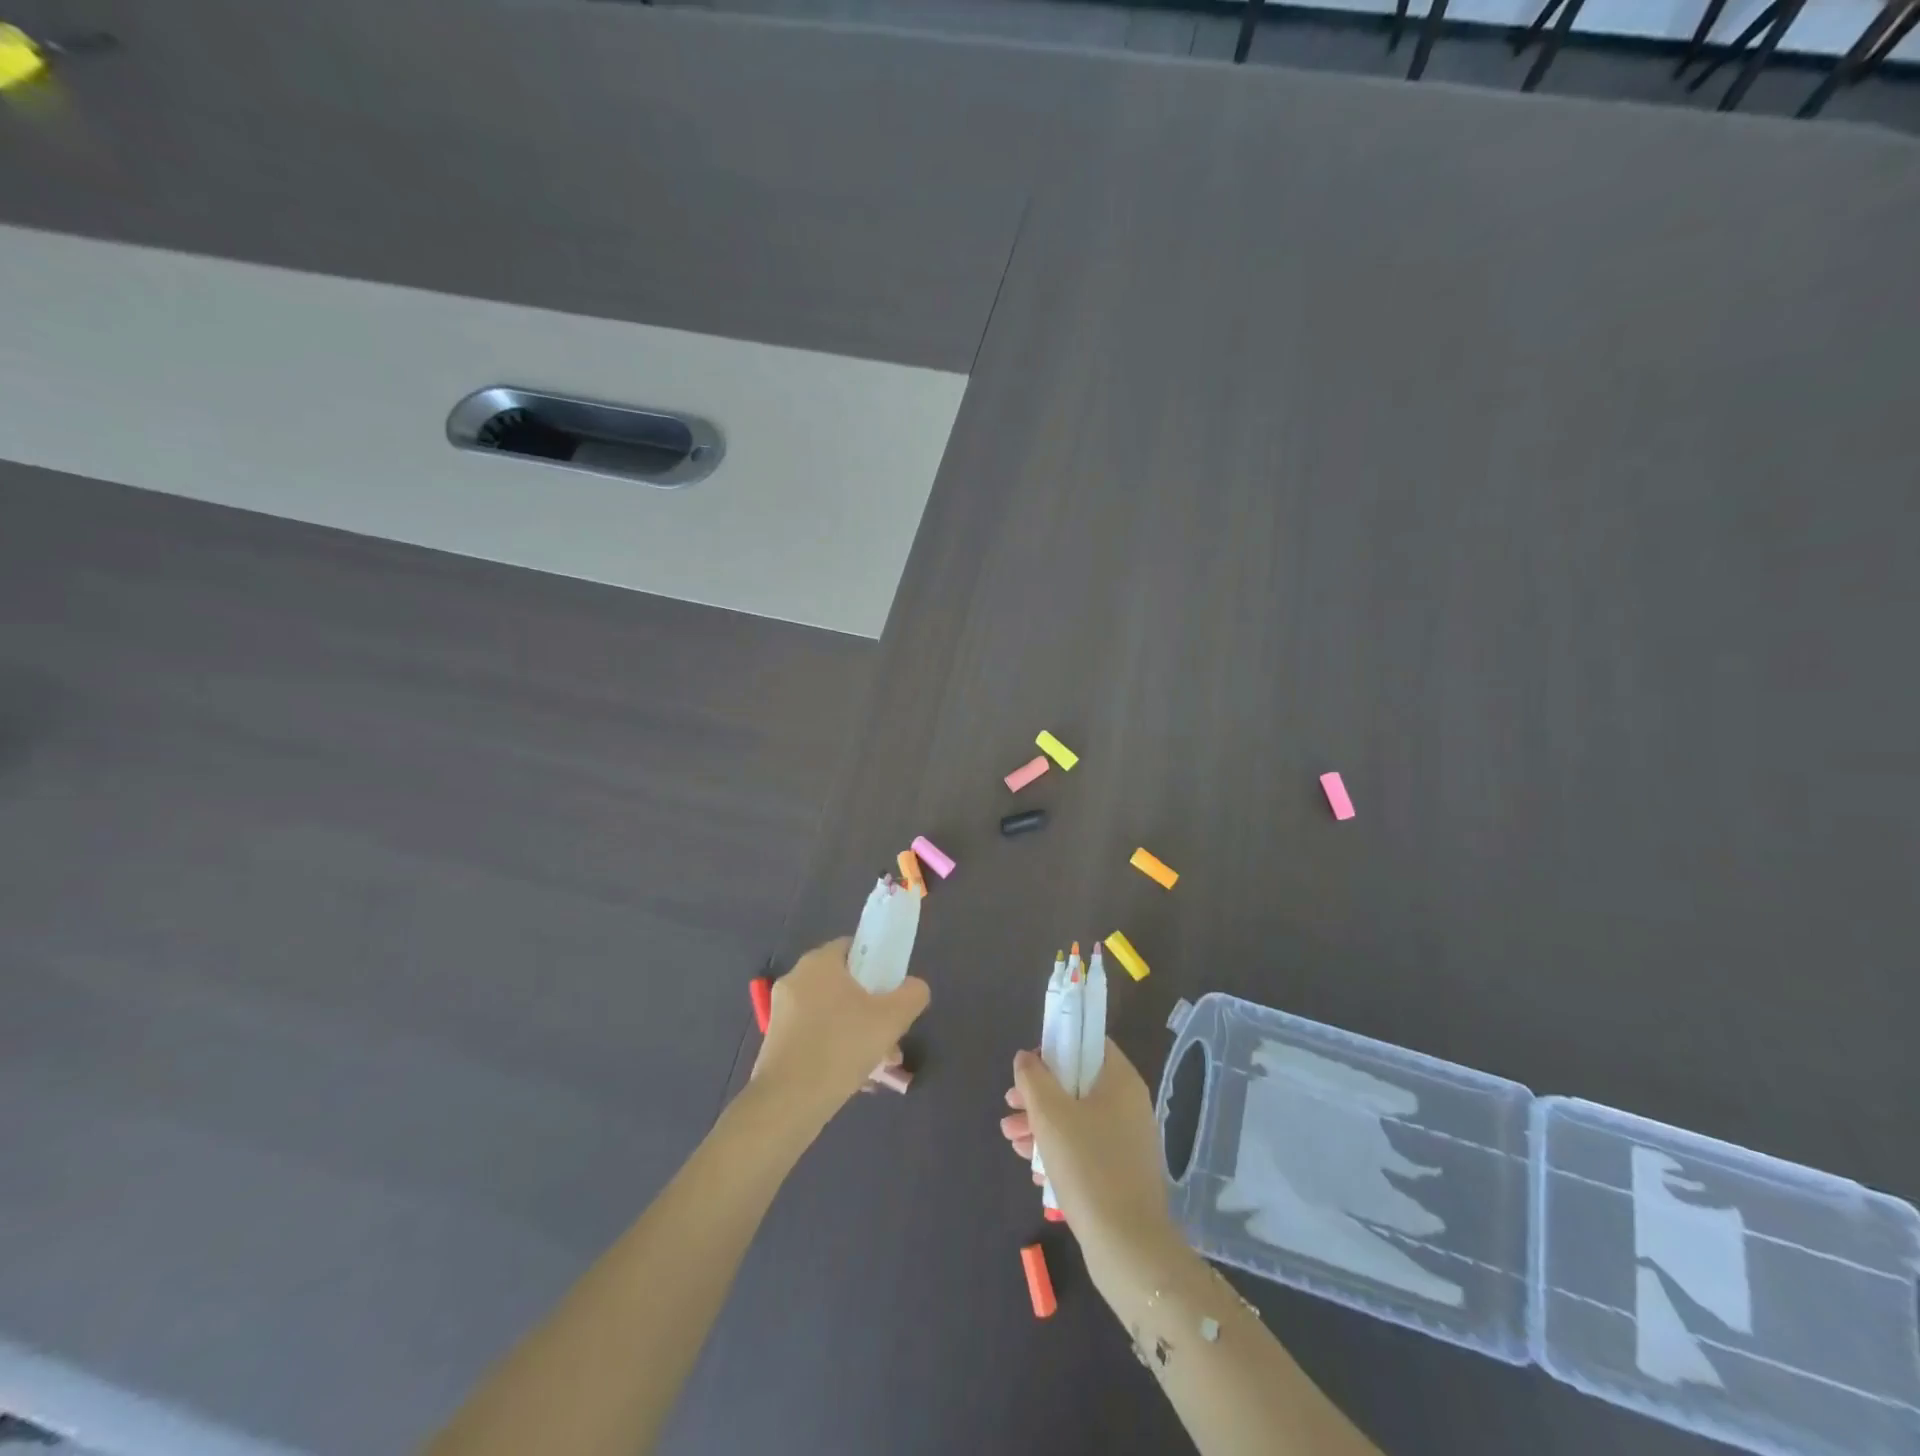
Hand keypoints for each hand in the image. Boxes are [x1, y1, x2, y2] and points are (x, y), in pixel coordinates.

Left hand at [752, 938, 929, 1124]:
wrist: (787, 1102)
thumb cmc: (841, 1047)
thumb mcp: (892, 1018)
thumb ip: (912, 994)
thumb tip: (913, 987)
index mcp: (819, 962)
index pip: (854, 947)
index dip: (878, 964)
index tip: (892, 991)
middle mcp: (796, 978)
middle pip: (844, 984)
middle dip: (872, 1008)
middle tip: (891, 1035)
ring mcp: (782, 1011)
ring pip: (832, 1013)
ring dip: (858, 1032)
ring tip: (880, 1065)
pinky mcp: (776, 1041)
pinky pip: (815, 1034)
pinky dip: (835, 1048)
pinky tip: (855, 1077)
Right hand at [999, 1040, 1181, 1277]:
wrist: (1128, 1248)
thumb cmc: (1088, 1167)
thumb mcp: (1051, 1115)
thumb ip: (1034, 1079)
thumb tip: (1026, 1057)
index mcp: (1120, 1081)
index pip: (1089, 1044)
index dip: (1056, 1047)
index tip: (1029, 1068)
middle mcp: (1129, 1104)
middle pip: (1078, 1083)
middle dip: (1039, 1094)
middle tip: (1010, 1106)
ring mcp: (1128, 1140)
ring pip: (1077, 1117)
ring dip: (1042, 1124)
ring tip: (1011, 1140)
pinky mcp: (1121, 1172)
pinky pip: (1085, 1147)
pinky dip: (1059, 1150)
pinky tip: (1033, 1168)